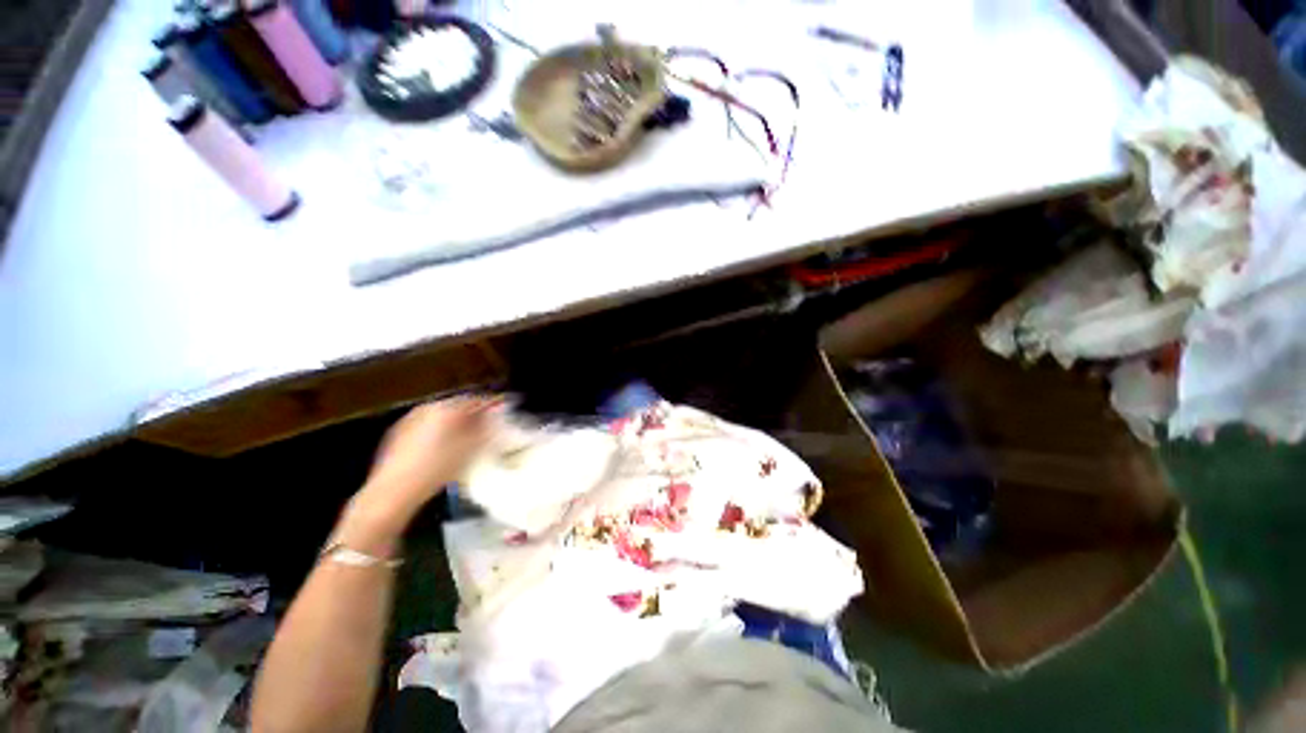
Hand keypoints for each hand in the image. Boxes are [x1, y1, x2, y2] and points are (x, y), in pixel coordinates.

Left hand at [348, 396, 499, 536]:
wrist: (393, 492)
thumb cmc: (437, 468)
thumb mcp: (471, 448)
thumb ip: (487, 428)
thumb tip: (494, 416)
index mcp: (446, 408)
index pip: (475, 399)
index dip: (490, 404)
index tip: (501, 411)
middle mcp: (427, 408)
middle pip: (456, 406)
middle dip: (472, 414)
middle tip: (485, 427)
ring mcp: (409, 420)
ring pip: (440, 417)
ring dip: (454, 424)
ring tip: (464, 439)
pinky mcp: (397, 435)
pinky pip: (426, 427)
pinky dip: (437, 432)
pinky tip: (441, 450)